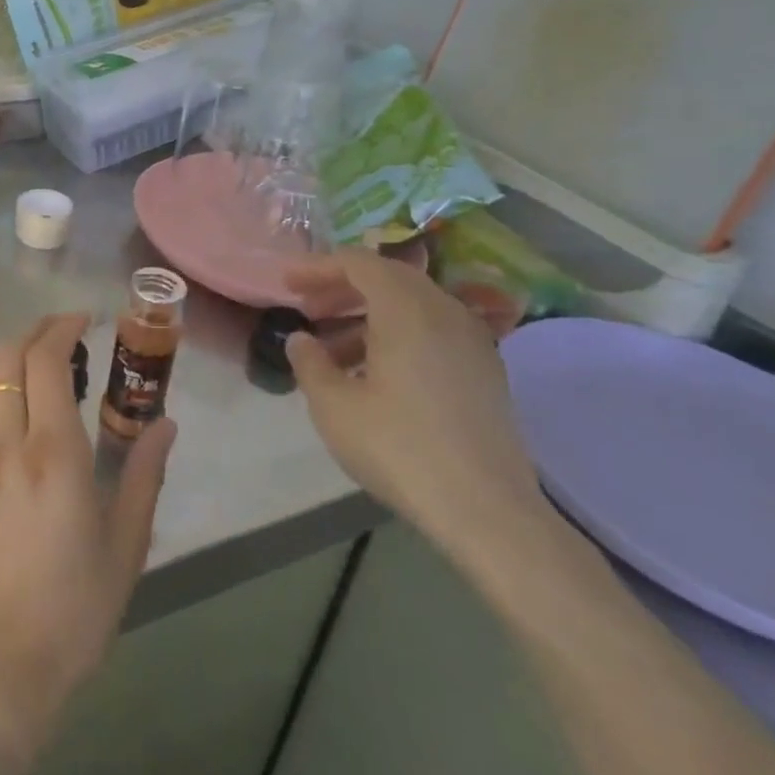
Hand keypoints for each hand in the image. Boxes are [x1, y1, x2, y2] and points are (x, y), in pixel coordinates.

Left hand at [0, 314, 176, 752]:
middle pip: (6, 358)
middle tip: (71, 334)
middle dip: (36, 332)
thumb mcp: (127, 542)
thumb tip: (165, 423)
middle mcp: (8, 442)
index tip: (87, 319)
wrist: (1, 664)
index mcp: (53, 452)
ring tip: (53, 368)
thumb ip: (145, 473)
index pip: (46, 361)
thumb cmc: (76, 606)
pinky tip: (29, 411)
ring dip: (17, 359)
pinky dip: (4, 389)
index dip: (63, 327)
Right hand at [284, 249, 547, 560]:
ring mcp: (472, 340)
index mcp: (407, 309)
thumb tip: (301, 339)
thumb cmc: (399, 448)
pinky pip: (433, 330)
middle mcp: (445, 311)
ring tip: (333, 349)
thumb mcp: (334, 406)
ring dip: (368, 315)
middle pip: (388, 278)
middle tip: (307, 309)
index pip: (358, 262)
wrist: (487, 511)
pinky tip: (374, 373)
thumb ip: (310, 362)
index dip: (318, 267)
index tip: (287, 284)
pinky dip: (398, 334)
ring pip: (412, 305)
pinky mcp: (485, 370)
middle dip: (342, 288)